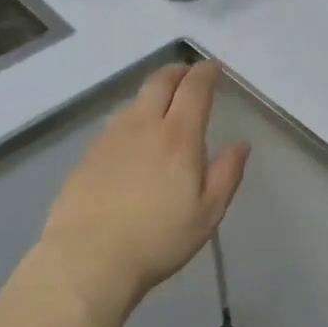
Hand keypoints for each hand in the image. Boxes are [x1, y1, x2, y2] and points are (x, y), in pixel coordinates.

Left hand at [36, 60, 248, 322]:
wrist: (87, 259)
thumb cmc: (157, 239)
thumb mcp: (207, 213)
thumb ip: (227, 174)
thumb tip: (240, 144)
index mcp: (178, 136)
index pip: (195, 89)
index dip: (206, 73)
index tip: (214, 67)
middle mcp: (143, 125)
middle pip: (160, 82)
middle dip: (178, 72)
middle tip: (188, 74)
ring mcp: (110, 137)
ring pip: (134, 100)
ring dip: (153, 93)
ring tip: (162, 104)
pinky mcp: (88, 155)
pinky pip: (115, 123)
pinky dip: (132, 118)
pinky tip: (132, 138)